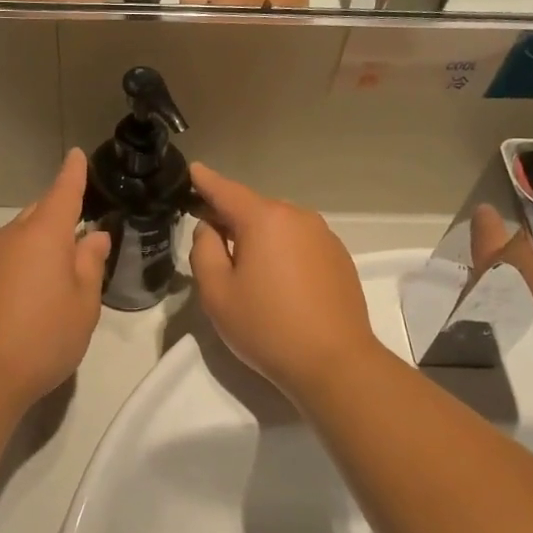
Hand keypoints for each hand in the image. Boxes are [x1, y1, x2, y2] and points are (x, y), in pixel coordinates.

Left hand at [0, 149, 110, 407]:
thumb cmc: (44, 336)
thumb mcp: (83, 303)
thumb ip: (90, 264)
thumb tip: (94, 236)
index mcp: (43, 234)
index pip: (62, 192)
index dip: (73, 173)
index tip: (77, 155)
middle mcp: (12, 237)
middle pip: (39, 212)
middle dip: (59, 212)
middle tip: (83, 228)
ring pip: (22, 235)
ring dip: (42, 240)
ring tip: (63, 265)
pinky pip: (8, 256)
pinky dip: (25, 260)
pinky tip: (35, 288)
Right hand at [186, 162, 379, 399]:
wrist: (335, 362)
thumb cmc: (267, 327)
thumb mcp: (217, 292)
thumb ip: (204, 250)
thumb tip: (210, 228)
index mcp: (265, 219)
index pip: (226, 190)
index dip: (205, 181)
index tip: (192, 170)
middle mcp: (298, 217)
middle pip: (254, 208)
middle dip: (231, 217)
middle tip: (210, 240)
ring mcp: (324, 236)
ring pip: (279, 226)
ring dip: (259, 237)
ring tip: (245, 269)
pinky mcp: (340, 258)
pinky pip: (300, 243)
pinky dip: (282, 251)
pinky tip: (278, 283)